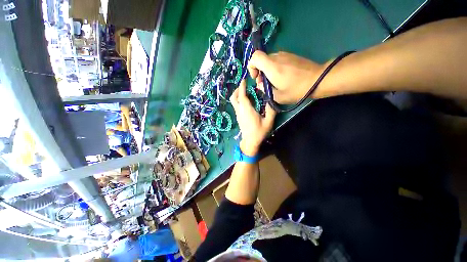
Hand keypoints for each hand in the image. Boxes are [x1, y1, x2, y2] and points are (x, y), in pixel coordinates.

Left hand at [230, 80, 275, 155]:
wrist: (250, 142)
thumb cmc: (259, 132)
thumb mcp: (268, 122)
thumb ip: (271, 110)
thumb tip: (271, 100)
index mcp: (247, 110)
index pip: (242, 95)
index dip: (242, 87)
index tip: (244, 80)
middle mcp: (240, 110)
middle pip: (234, 97)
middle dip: (238, 90)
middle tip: (245, 86)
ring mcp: (238, 114)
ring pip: (234, 102)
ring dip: (238, 95)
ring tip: (246, 92)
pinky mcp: (238, 117)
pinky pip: (236, 105)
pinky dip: (239, 100)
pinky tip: (246, 101)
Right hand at [247, 51, 324, 103]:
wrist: (318, 79)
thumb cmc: (297, 90)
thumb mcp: (278, 96)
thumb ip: (265, 90)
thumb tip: (260, 84)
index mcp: (271, 66)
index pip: (255, 57)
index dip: (251, 67)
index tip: (256, 77)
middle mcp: (277, 57)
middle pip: (261, 60)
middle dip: (259, 72)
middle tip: (265, 84)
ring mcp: (285, 55)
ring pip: (269, 60)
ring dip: (267, 70)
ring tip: (273, 81)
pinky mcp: (291, 56)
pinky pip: (277, 60)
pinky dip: (274, 68)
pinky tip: (282, 77)